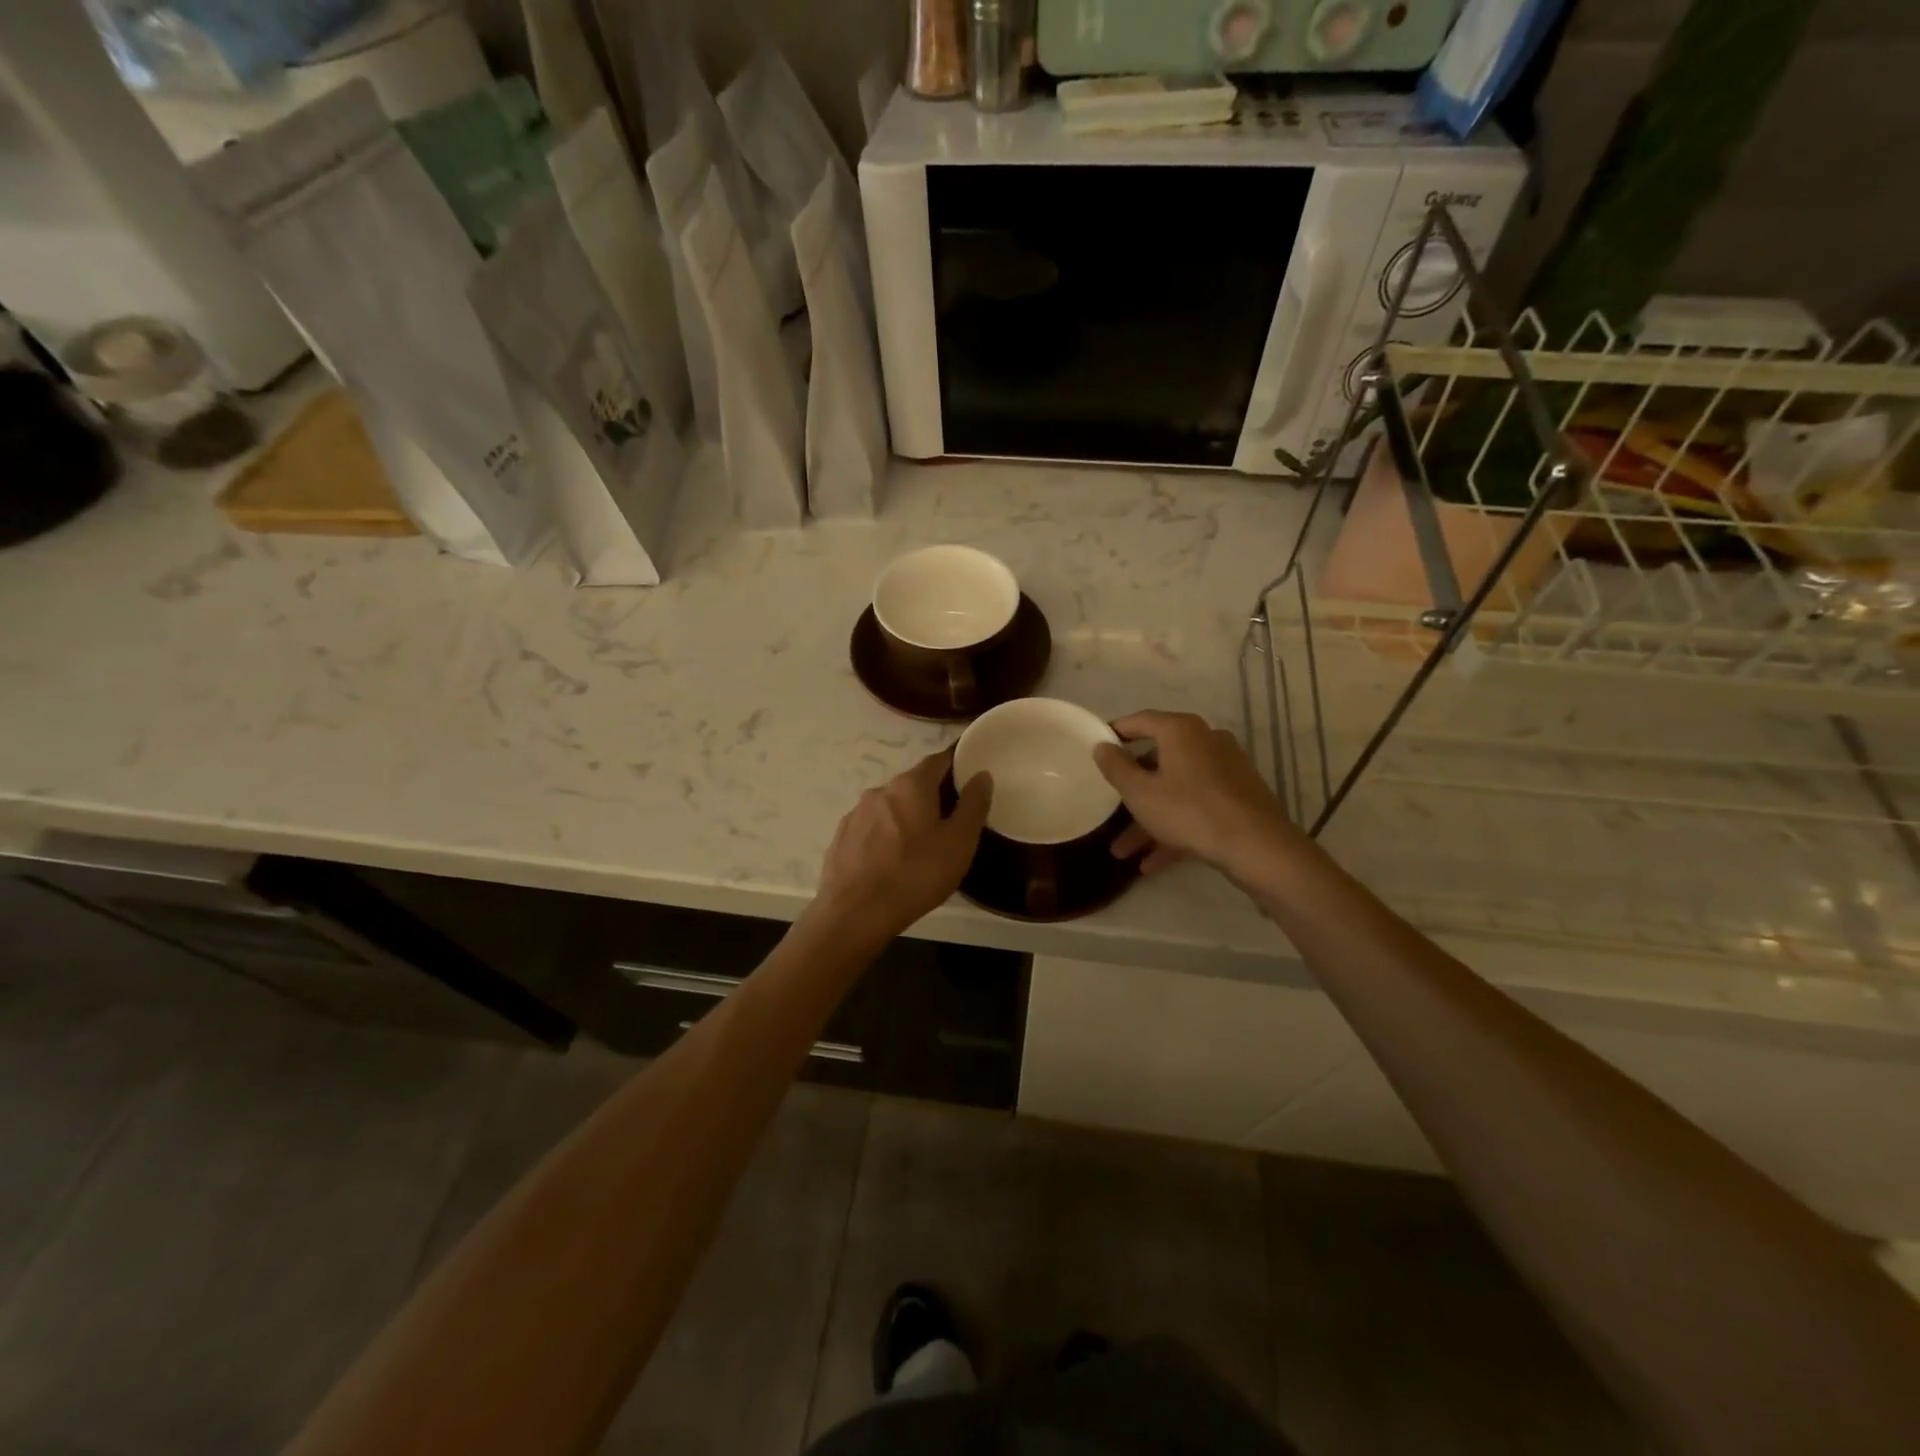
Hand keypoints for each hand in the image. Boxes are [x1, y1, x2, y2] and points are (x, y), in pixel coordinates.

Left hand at [813, 750, 991, 940]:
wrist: (854, 913)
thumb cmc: (915, 875)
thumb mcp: (959, 843)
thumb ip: (973, 805)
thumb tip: (982, 775)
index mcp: (911, 785)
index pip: (939, 760)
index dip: (957, 766)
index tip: (970, 779)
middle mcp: (881, 789)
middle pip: (914, 784)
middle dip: (933, 796)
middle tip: (952, 820)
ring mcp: (856, 813)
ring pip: (891, 806)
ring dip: (908, 817)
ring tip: (922, 846)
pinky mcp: (842, 837)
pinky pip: (872, 827)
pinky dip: (886, 835)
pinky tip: (892, 860)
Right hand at [1092, 710, 1300, 880]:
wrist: (1257, 847)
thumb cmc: (1189, 811)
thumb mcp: (1140, 793)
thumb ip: (1116, 767)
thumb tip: (1102, 746)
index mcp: (1181, 731)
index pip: (1141, 721)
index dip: (1116, 732)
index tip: (1098, 746)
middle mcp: (1206, 741)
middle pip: (1158, 761)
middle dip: (1131, 791)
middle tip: (1109, 806)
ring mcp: (1225, 770)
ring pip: (1176, 790)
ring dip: (1149, 820)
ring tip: (1124, 852)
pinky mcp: (1237, 797)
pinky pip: (1196, 807)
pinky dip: (1175, 828)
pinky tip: (1153, 863)